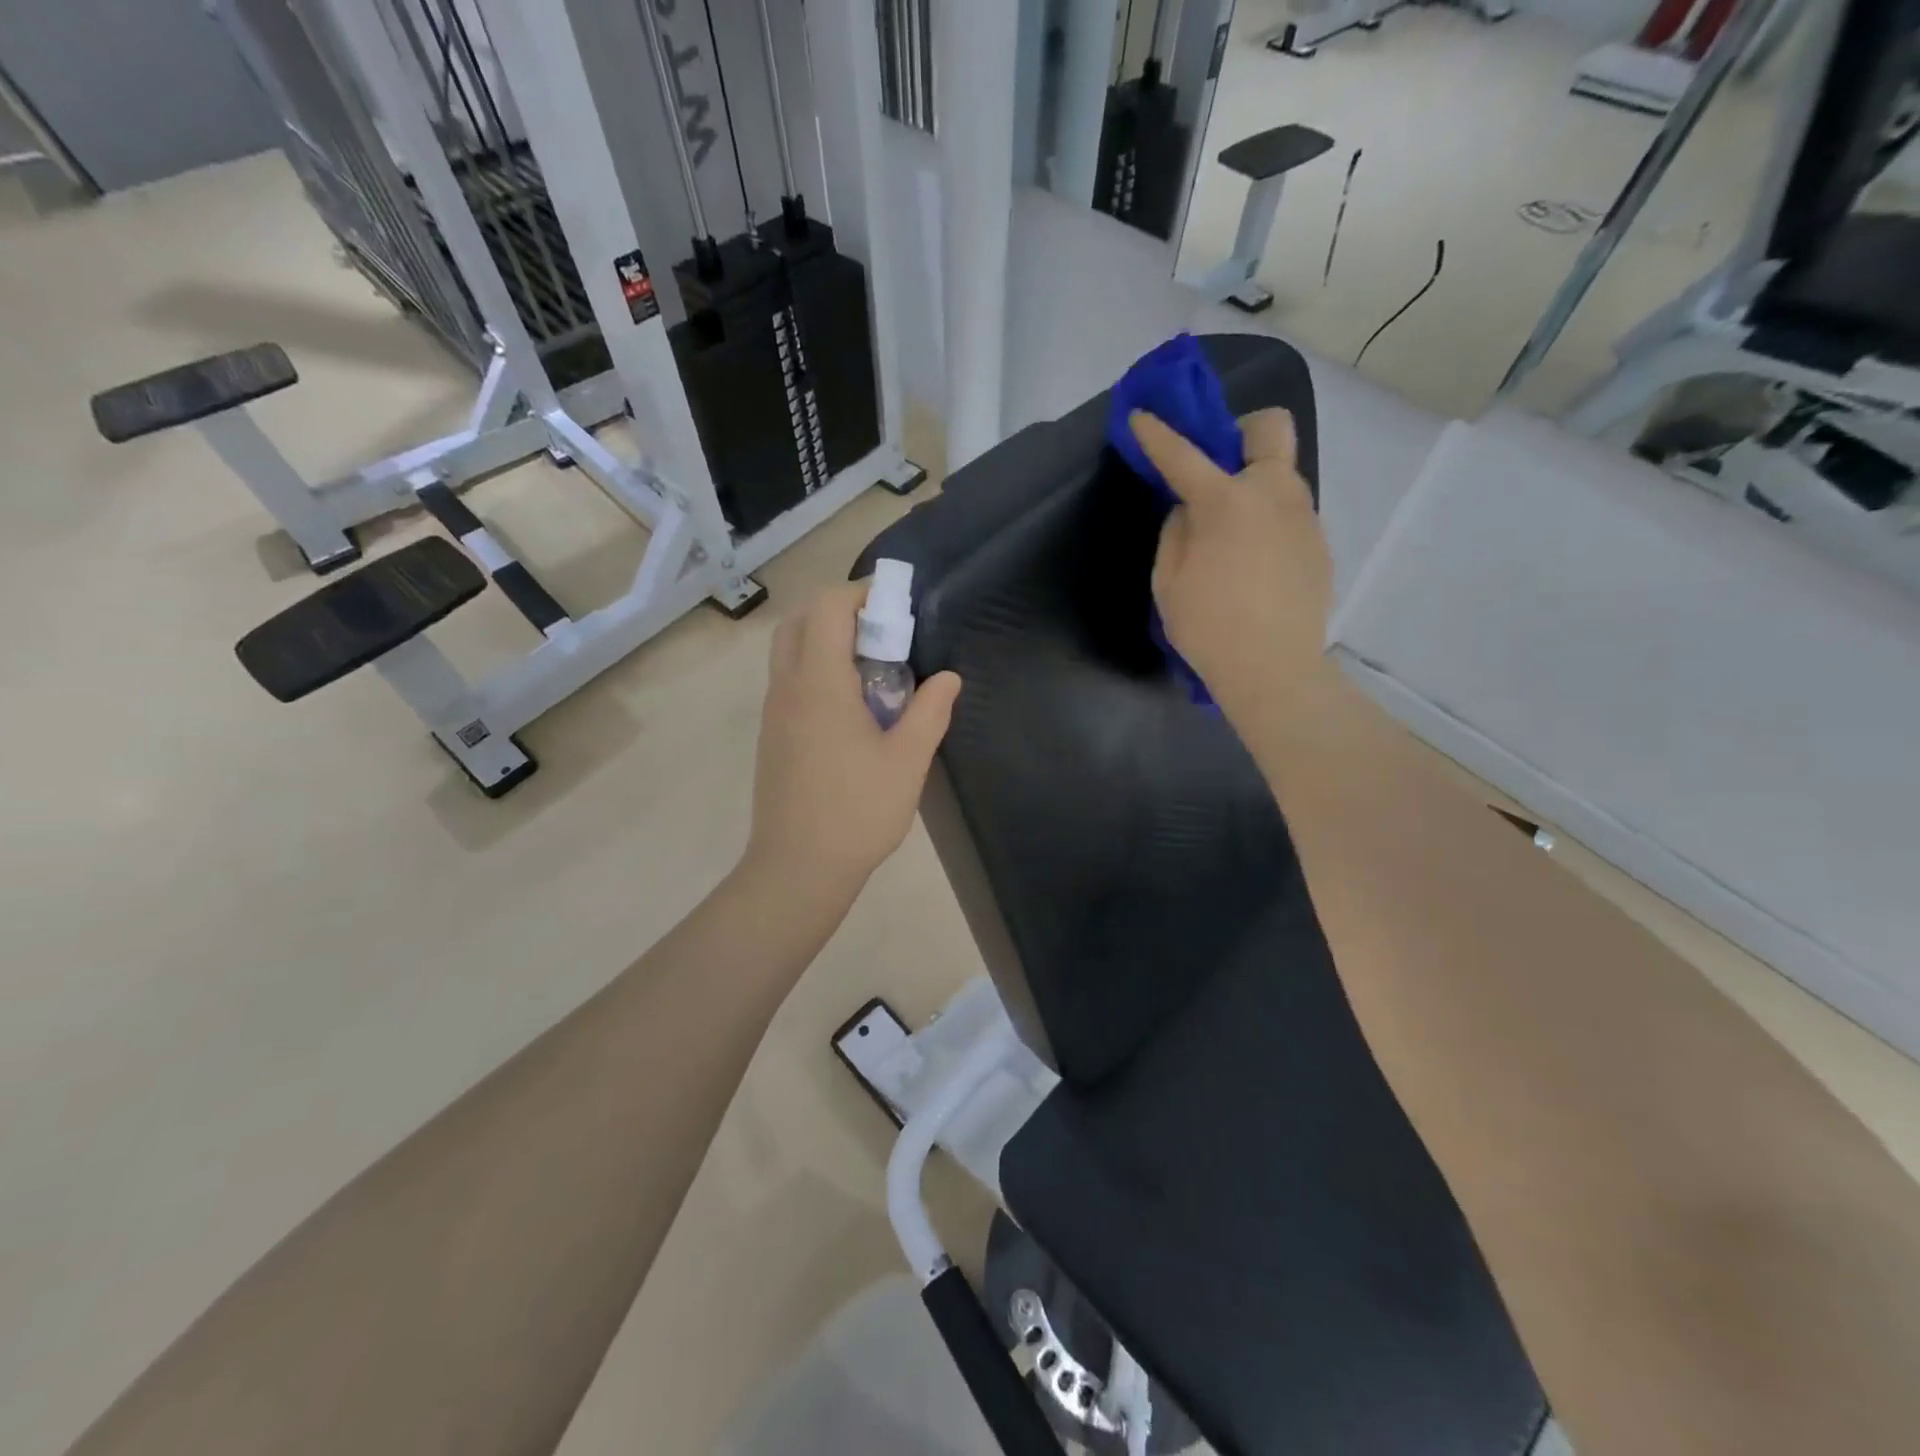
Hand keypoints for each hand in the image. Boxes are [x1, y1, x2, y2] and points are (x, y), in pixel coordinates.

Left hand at [743, 582, 961, 904]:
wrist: (797, 868)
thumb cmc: (857, 812)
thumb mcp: (907, 761)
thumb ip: (930, 711)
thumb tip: (948, 678)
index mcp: (818, 683)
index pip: (827, 607)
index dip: (861, 593)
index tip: (897, 606)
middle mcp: (787, 687)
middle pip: (800, 620)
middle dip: (840, 610)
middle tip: (883, 632)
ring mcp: (774, 712)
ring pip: (790, 650)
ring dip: (826, 640)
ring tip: (873, 668)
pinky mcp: (772, 735)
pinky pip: (790, 680)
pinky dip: (817, 669)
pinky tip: (852, 706)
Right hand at [1131, 408, 1333, 727]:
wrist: (1274, 670)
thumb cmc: (1209, 627)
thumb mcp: (1168, 582)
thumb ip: (1176, 532)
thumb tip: (1191, 509)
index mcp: (1226, 502)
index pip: (1183, 455)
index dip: (1156, 434)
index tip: (1141, 416)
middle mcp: (1273, 493)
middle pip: (1270, 428)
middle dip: (1241, 432)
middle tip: (1219, 468)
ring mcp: (1304, 516)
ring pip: (1282, 474)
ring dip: (1255, 483)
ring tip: (1232, 532)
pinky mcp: (1319, 543)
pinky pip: (1290, 513)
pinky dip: (1268, 520)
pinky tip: (1254, 562)